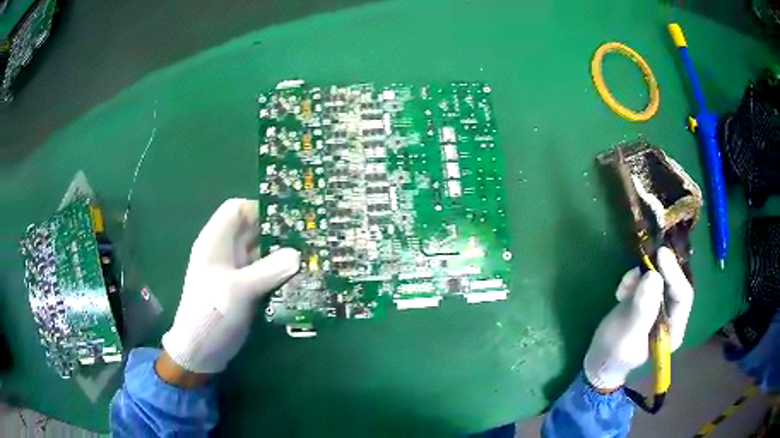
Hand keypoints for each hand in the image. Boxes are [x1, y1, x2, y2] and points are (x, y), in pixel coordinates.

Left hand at [160, 199, 299, 377]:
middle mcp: (226, 252)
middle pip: (252, 230)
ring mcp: (236, 271)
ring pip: (261, 252)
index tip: (287, 217)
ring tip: (310, 255)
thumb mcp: (238, 290)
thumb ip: (268, 270)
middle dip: (277, 231)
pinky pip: (265, 273)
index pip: (236, 210)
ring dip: (282, 254)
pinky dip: (280, 273)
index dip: (258, 208)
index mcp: (215, 241)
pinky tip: (300, 277)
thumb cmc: (211, 314)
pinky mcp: (245, 289)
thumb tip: (298, 254)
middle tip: (308, 235)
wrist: (201, 350)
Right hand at [583, 247, 693, 390]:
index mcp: (673, 331)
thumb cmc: (612, 355)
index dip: (674, 275)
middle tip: (648, 254)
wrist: (598, 361)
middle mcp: (671, 317)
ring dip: (643, 275)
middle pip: (674, 284)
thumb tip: (654, 277)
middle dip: (660, 271)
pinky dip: (635, 279)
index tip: (661, 255)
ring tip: (625, 285)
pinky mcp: (647, 301)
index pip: (683, 297)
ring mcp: (659, 308)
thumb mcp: (626, 336)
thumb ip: (642, 310)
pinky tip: (621, 290)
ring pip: (660, 279)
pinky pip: (647, 281)